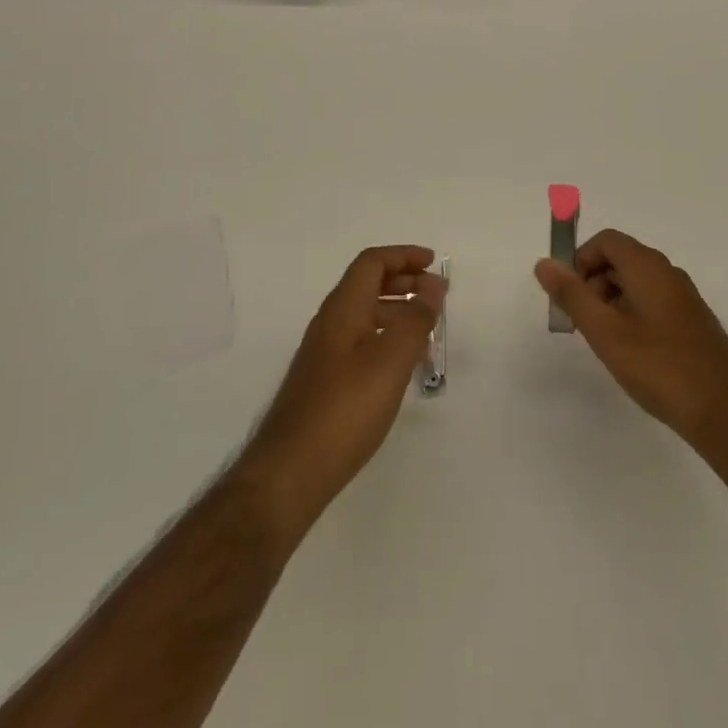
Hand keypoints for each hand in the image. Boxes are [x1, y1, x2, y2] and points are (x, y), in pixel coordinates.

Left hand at [239, 246, 444, 542]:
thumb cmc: (345, 409)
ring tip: (429, 330)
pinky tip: (404, 366)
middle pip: (368, 285)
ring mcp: (324, 353)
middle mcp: (330, 322)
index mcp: (343, 308)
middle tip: (437, 294)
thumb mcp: (391, 360)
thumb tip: (432, 287)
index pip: (372, 263)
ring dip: (398, 312)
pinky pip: (362, 342)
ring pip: (366, 315)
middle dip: (404, 281)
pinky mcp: (325, 382)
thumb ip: (415, 320)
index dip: (403, 256)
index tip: (433, 262)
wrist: (290, 471)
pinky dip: (387, 339)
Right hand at [534, 230, 727, 458]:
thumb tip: (544, 263)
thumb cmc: (660, 367)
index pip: (606, 241)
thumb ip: (572, 295)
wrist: (727, 414)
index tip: (568, 296)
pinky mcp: (694, 322)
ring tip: (604, 341)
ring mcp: (685, 298)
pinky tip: (632, 353)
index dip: (580, 260)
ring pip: (637, 283)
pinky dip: (632, 314)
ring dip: (612, 301)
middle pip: (620, 259)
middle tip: (581, 322)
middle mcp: (668, 273)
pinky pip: (653, 302)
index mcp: (647, 266)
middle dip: (593, 282)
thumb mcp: (605, 332)